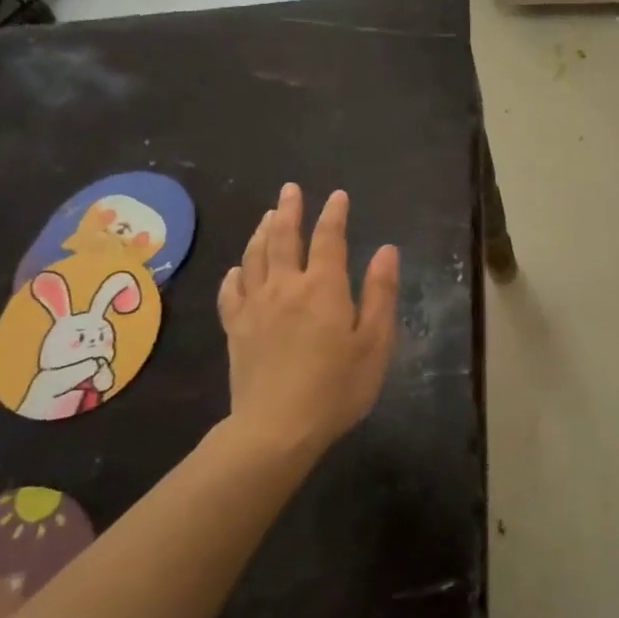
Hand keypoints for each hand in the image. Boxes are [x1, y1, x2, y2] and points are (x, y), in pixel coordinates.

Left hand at [218, 184, 400, 454]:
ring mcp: (255, 306)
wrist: (276, 428)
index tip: (338, 196)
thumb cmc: (337, 387)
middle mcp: (286, 286)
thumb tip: (386, 251)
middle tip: (290, 189)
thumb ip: (380, 293)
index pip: (328, 238)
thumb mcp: (375, 343)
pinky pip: (232, 290)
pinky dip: (237, 273)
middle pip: (283, 237)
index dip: (334, 214)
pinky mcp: (236, 328)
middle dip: (289, 210)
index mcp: (323, 287)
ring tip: (267, 215)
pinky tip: (239, 268)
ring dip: (262, 231)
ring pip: (255, 256)